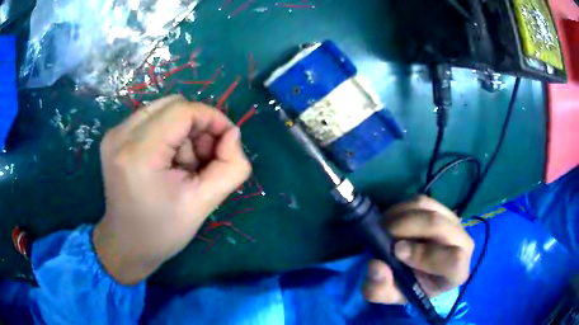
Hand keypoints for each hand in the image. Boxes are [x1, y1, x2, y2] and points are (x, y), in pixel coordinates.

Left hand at [93, 96, 251, 284]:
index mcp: (139, 153)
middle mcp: (121, 134)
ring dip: (182, 131)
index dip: (212, 119)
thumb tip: (232, 134)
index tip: (228, 141)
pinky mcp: (114, 137)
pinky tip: (168, 161)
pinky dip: (168, 133)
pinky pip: (151, 119)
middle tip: (204, 159)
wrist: (127, 245)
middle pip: (173, 104)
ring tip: (183, 165)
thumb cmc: (162, 232)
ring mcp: (114, 134)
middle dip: (197, 126)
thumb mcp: (204, 204)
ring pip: (163, 109)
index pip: (183, 110)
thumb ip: (231, 166)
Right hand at [362, 196, 473, 303]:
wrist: (420, 273)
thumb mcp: (391, 296)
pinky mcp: (443, 209)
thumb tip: (376, 264)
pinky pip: (422, 201)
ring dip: (401, 215)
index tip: (397, 251)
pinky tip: (392, 221)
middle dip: (407, 226)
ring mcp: (455, 223)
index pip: (453, 259)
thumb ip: (380, 288)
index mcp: (456, 273)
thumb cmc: (410, 287)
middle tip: (383, 233)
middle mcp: (463, 244)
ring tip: (384, 227)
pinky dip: (402, 208)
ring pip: (429, 209)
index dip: (423, 254)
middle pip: (439, 225)